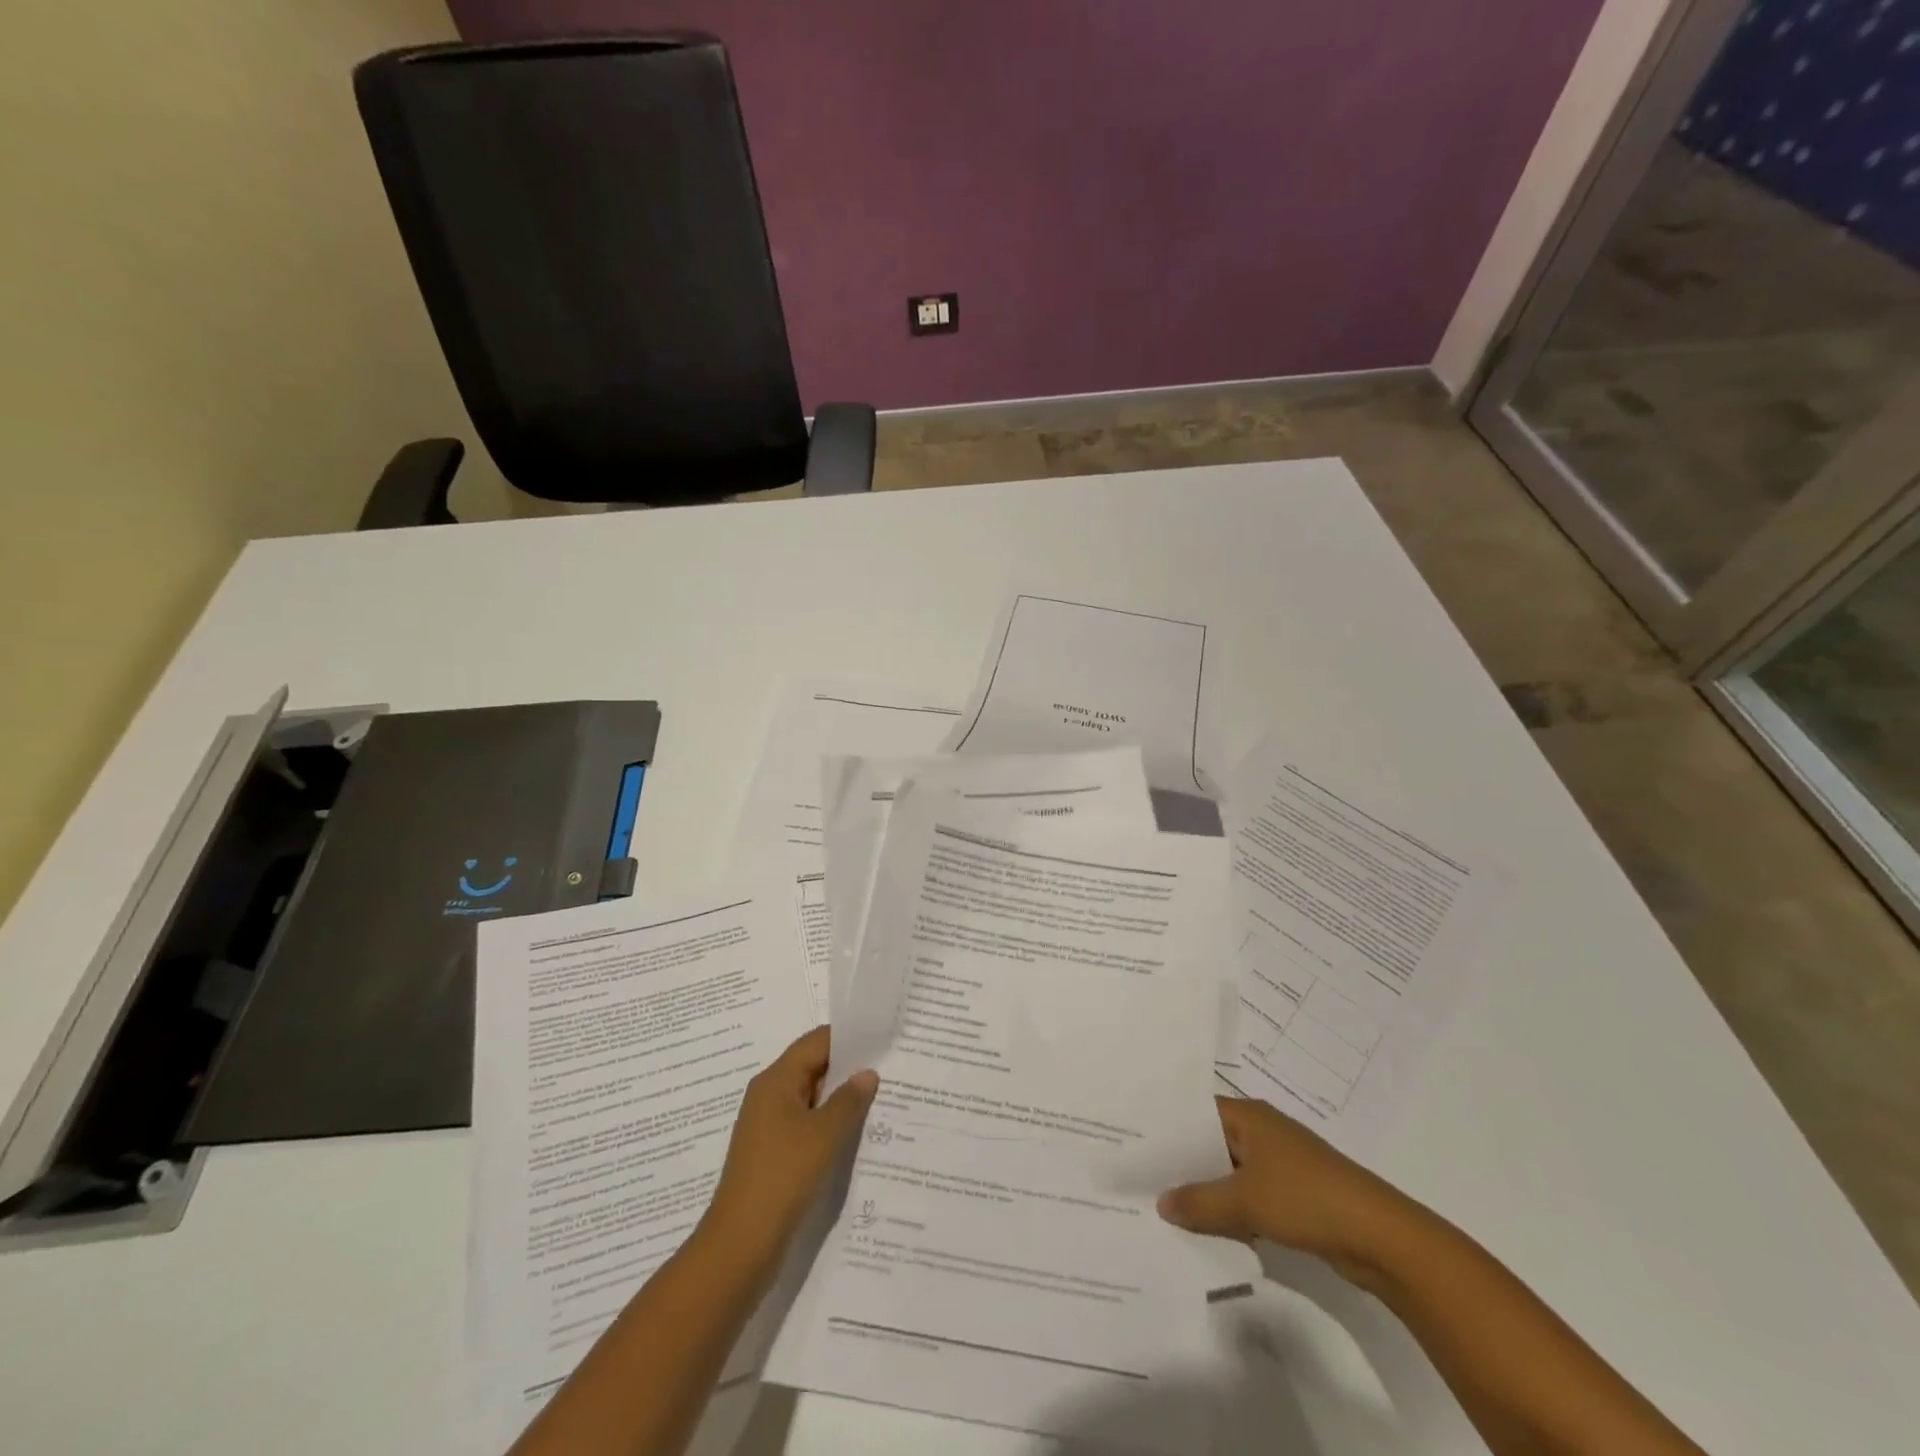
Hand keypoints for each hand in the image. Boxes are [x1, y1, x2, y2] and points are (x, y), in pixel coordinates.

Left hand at [700, 1026, 877, 1275]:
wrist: (740, 1245)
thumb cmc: (782, 1176)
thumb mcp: (824, 1134)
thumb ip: (849, 1100)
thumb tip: (867, 1073)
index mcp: (776, 1080)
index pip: (816, 1042)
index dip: (848, 1038)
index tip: (881, 1039)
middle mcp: (769, 1096)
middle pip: (813, 1067)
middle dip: (848, 1069)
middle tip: (888, 1069)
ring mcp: (769, 1127)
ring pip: (811, 1099)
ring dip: (840, 1100)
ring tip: (880, 1100)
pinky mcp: (773, 1154)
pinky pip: (806, 1126)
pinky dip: (829, 1125)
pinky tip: (855, 1136)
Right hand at [1156, 1096, 1415, 1281]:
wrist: (1382, 1238)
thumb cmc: (1307, 1199)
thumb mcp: (1245, 1202)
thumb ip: (1199, 1202)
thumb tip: (1160, 1203)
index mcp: (1249, 1116)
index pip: (1195, 1111)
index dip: (1165, 1125)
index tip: (1131, 1140)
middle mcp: (1262, 1131)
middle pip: (1210, 1141)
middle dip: (1180, 1162)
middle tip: (1138, 1177)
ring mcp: (1279, 1163)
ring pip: (1229, 1171)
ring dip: (1206, 1190)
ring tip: (1163, 1206)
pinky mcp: (1294, 1195)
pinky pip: (1248, 1195)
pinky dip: (1230, 1208)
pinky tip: (1206, 1228)